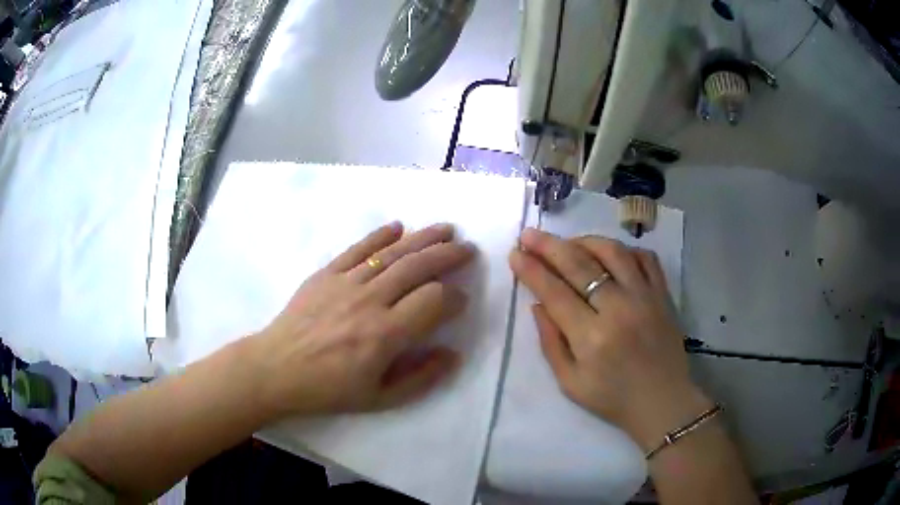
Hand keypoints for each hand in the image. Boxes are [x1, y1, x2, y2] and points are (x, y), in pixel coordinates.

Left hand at [246, 222, 474, 418]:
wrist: (276, 369)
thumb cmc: (328, 389)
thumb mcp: (379, 398)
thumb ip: (421, 378)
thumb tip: (452, 354)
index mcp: (385, 334)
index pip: (434, 301)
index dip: (455, 298)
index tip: (461, 300)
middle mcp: (370, 300)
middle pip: (418, 267)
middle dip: (448, 255)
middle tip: (468, 248)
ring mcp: (346, 282)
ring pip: (393, 253)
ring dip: (423, 238)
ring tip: (446, 229)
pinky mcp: (326, 274)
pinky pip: (358, 248)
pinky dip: (379, 236)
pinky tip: (397, 227)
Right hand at [509, 228, 711, 449]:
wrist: (663, 402)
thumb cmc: (613, 399)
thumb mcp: (570, 383)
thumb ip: (551, 343)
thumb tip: (537, 304)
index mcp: (591, 337)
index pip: (554, 292)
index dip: (531, 270)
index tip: (515, 253)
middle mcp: (619, 309)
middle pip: (579, 264)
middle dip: (548, 246)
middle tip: (529, 235)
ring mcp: (645, 297)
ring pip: (612, 251)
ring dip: (584, 241)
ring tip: (567, 243)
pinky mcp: (663, 294)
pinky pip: (644, 257)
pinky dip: (624, 249)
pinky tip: (608, 254)